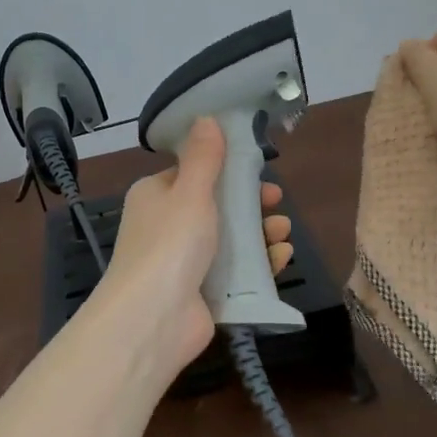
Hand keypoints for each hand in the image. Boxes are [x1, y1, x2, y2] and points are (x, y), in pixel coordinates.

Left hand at [95, 117, 291, 384]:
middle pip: (217, 208)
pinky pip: (235, 273)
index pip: (194, 175)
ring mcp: (184, 262)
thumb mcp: (190, 192)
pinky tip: (281, 257)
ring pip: (230, 240)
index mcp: (156, 196)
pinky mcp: (202, 293)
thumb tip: (206, 117)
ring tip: (283, 232)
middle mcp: (167, 226)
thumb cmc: (170, 244)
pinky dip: (259, 264)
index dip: (227, 171)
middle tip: (277, 202)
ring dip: (260, 233)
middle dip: (250, 205)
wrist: (153, 319)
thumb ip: (204, 157)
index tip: (257, 171)